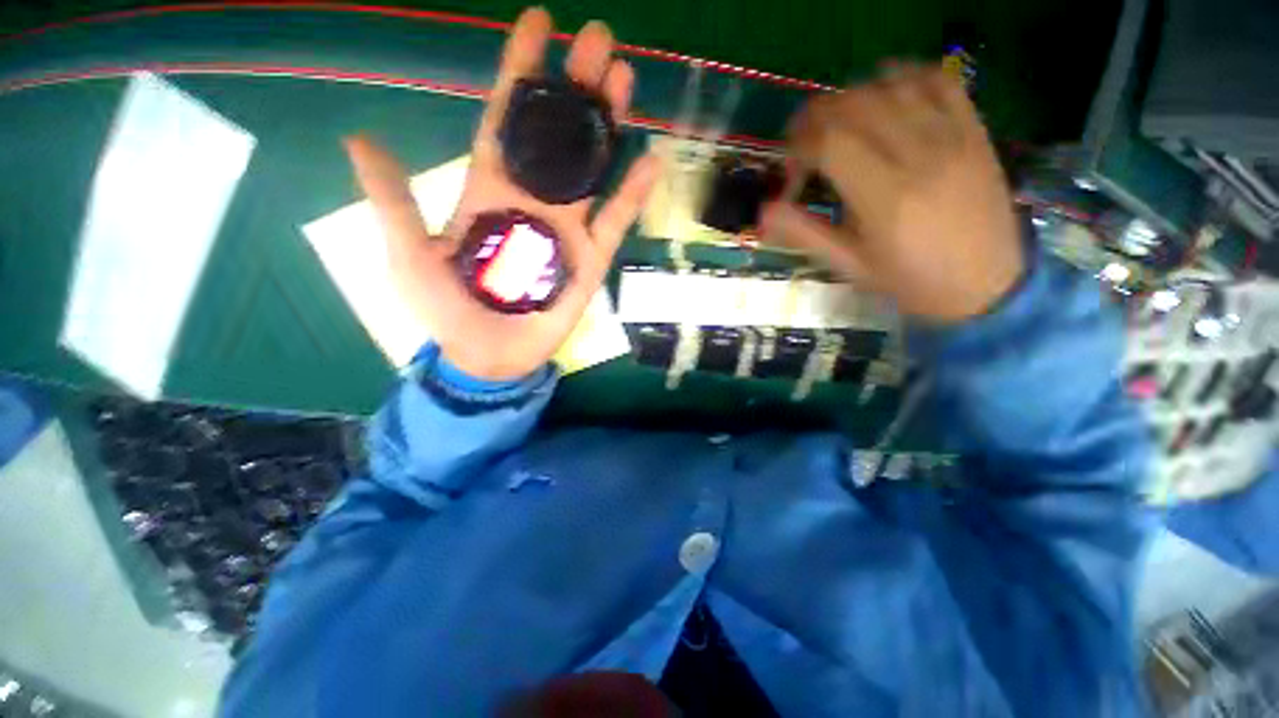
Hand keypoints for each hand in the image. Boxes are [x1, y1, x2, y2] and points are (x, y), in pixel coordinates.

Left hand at [345, 8, 658, 380]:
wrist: (490, 354)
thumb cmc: (448, 310)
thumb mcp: (411, 256)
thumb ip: (397, 202)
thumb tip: (361, 139)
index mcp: (488, 189)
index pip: (506, 120)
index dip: (520, 73)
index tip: (538, 23)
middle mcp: (532, 199)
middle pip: (558, 134)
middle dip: (575, 86)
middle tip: (599, 39)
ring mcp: (567, 228)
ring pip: (591, 168)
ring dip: (607, 126)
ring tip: (625, 79)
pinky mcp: (591, 258)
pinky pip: (615, 220)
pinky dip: (632, 193)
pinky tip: (650, 160)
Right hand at [763, 64, 1023, 323]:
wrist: (987, 286)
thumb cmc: (909, 281)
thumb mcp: (850, 266)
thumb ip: (805, 235)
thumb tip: (763, 212)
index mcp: (884, 197)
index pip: (830, 142)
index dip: (799, 145)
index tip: (791, 165)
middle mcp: (919, 156)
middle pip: (857, 104)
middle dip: (817, 116)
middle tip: (805, 141)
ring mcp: (953, 136)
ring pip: (892, 86)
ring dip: (854, 95)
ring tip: (839, 122)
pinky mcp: (974, 129)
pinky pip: (939, 80)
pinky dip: (905, 76)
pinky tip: (887, 94)